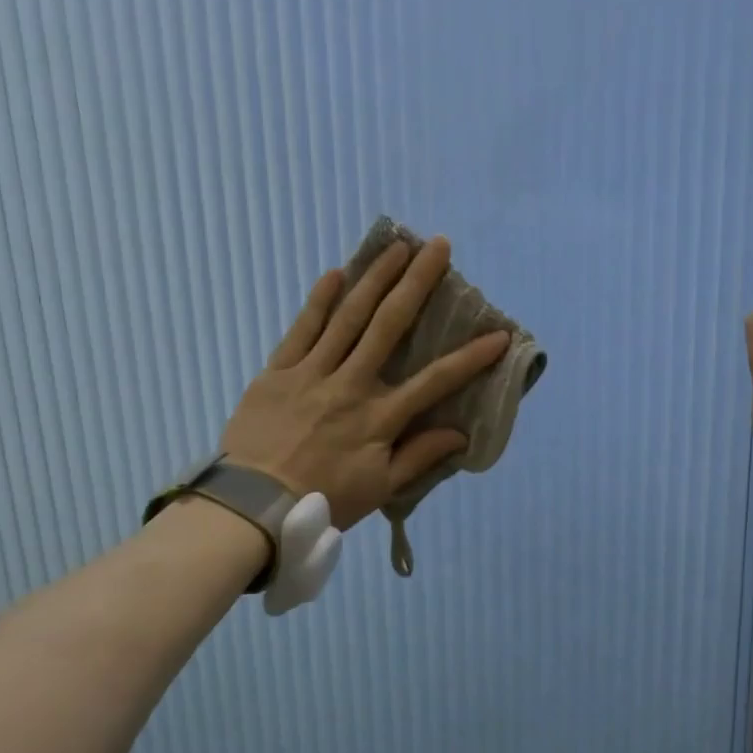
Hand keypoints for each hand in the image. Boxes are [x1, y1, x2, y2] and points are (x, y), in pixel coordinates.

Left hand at [219, 236, 509, 529]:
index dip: (471, 358)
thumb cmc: (324, 500)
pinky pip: (301, 329)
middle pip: (390, 325)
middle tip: (437, 247)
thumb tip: (460, 434)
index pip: (435, 380)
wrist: (253, 506)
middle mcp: (351, 384)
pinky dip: (319, 300)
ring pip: (348, 317)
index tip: (499, 335)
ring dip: (374, 278)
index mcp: (379, 417)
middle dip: (417, 283)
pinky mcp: (278, 371)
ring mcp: (312, 373)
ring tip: (396, 247)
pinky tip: (336, 273)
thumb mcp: (380, 488)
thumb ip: (419, 456)